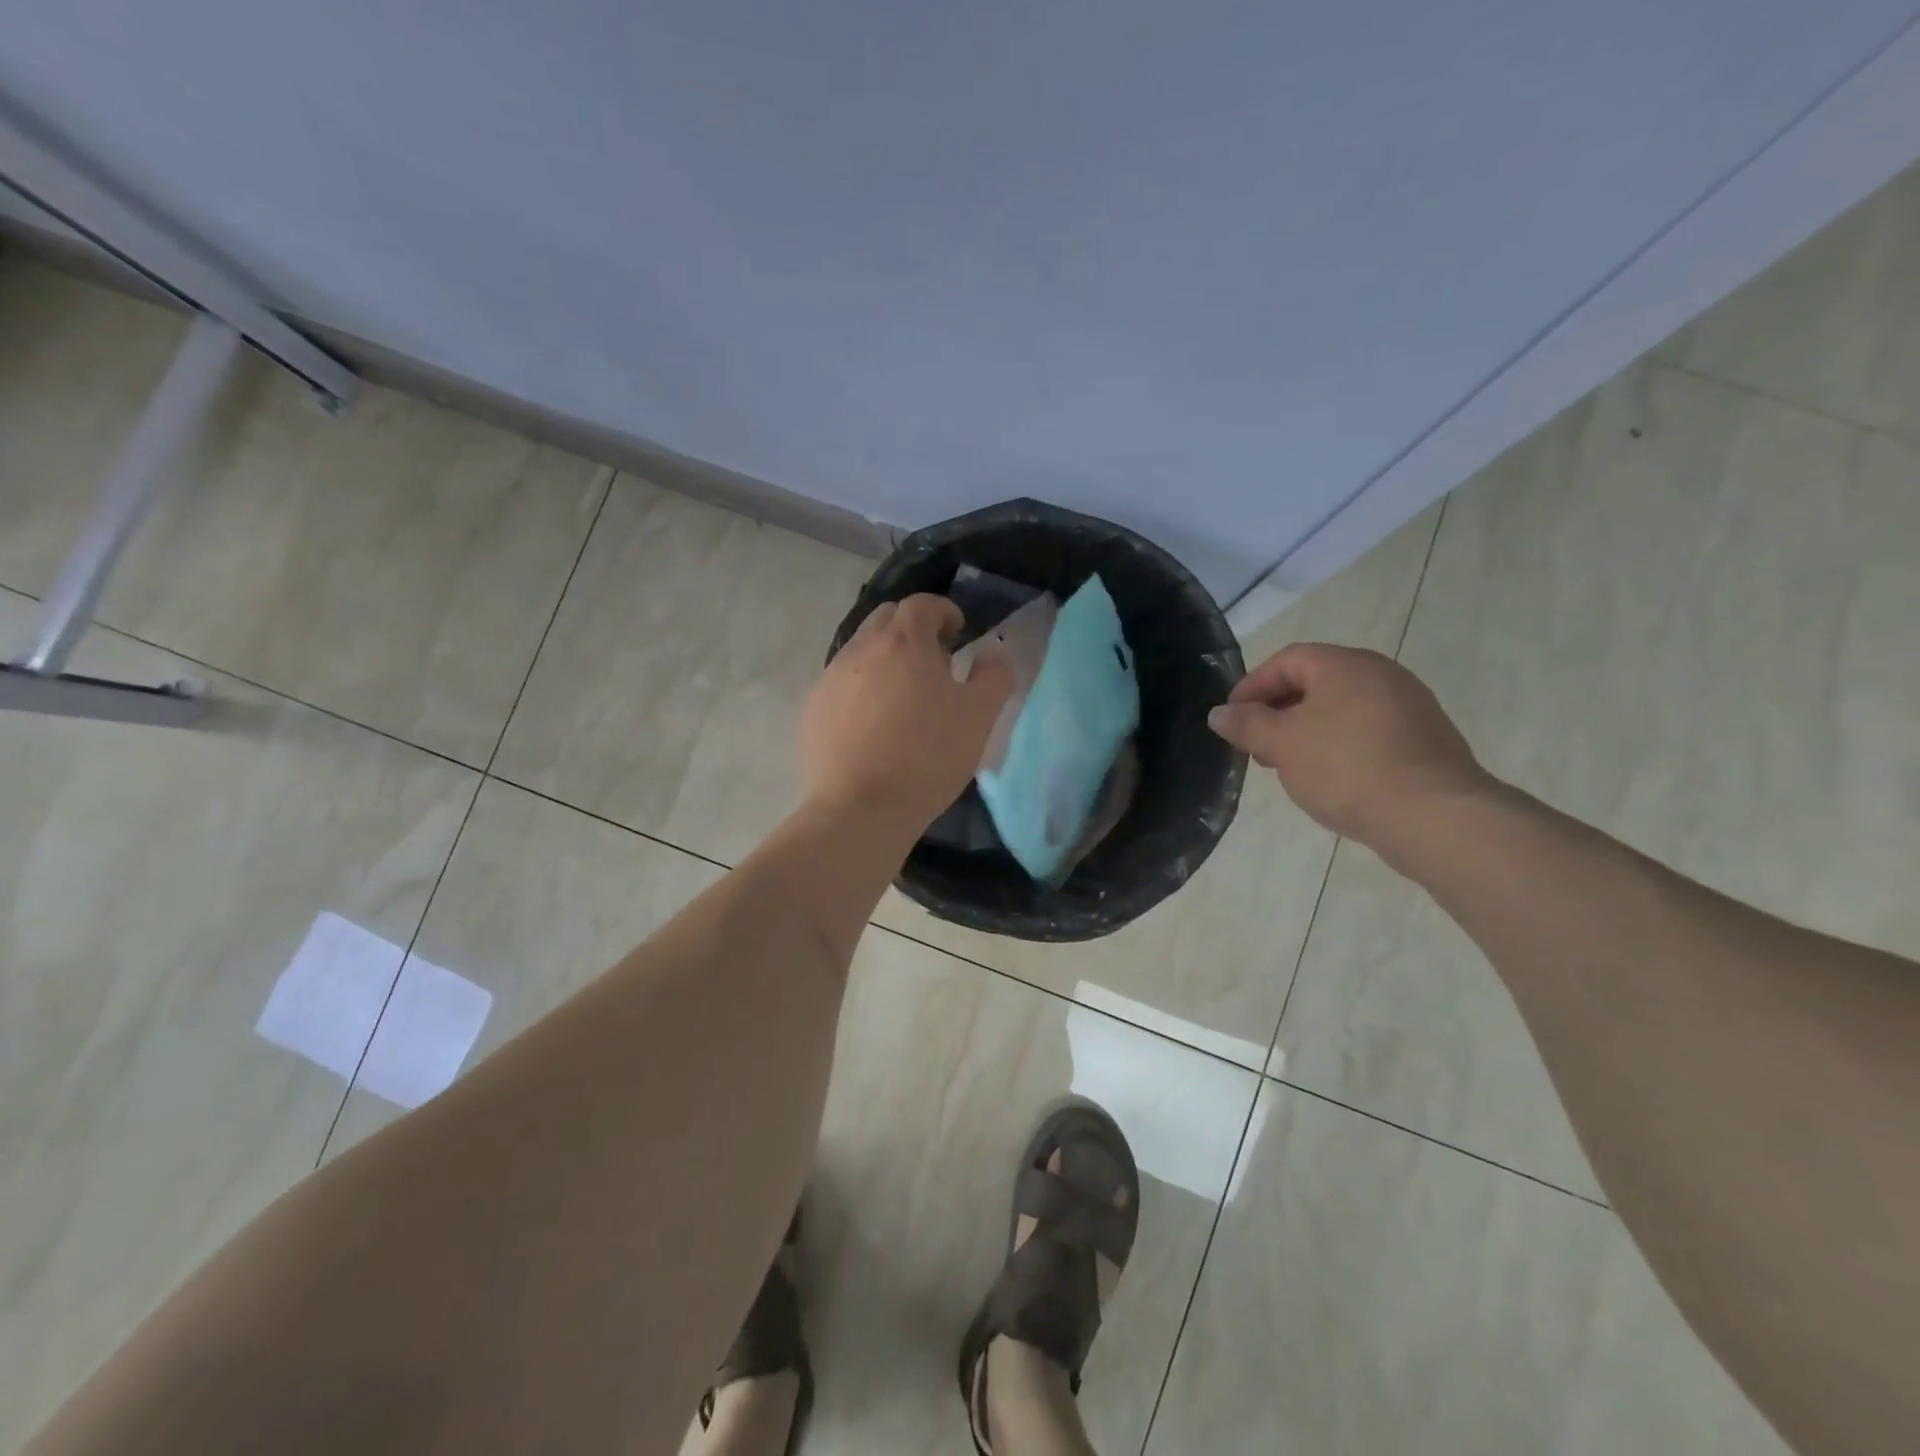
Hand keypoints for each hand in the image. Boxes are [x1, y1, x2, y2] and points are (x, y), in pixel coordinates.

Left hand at [800, 594, 1013, 832]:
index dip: (944, 611)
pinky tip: (873, 726)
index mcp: (904, 642)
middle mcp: (861, 649)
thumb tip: (991, 654)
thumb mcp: (979, 717)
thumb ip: (993, 677)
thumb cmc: (927, 757)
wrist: (859, 808)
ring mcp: (831, 678)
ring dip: (885, 659)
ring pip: (861, 650)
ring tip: (903, 697)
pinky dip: (861, 689)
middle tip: (933, 662)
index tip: (957, 633)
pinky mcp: (812, 709)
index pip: (922, 604)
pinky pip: (841, 684)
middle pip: (886, 619)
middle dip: (912, 629)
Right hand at [1207, 643, 1494, 850]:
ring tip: (1288, 766)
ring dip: (1306, 731)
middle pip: (1316, 682)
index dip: (1252, 685)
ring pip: (1341, 709)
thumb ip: (1246, 724)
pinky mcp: (1424, 740)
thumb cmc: (1347, 768)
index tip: (1232, 718)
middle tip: (1256, 744)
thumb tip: (1219, 713)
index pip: (1287, 659)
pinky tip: (1329, 779)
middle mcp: (1382, 674)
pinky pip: (1367, 732)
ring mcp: (1409, 707)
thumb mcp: (1282, 744)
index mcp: (1346, 665)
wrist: (1434, 816)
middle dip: (1278, 711)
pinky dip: (1338, 746)